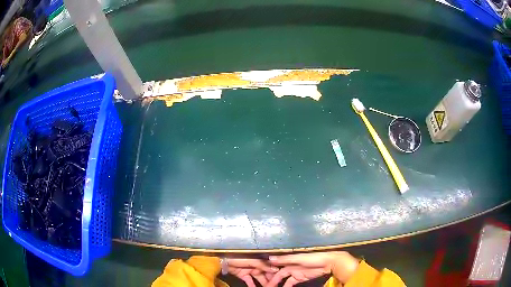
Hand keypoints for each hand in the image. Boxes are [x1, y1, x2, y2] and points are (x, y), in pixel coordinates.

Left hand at [226, 258, 278, 286]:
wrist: (221, 260)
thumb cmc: (237, 257)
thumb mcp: (251, 260)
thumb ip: (263, 265)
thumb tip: (275, 269)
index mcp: (259, 259)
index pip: (270, 266)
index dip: (275, 272)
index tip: (282, 277)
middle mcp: (256, 264)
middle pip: (265, 273)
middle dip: (271, 279)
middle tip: (275, 285)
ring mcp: (249, 270)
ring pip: (259, 278)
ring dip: (264, 283)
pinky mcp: (243, 275)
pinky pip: (250, 281)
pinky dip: (253, 285)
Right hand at [266, 251, 359, 286]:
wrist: (329, 262)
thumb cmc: (314, 258)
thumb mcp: (299, 258)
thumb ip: (285, 259)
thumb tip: (269, 258)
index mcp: (289, 260)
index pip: (275, 267)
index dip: (268, 273)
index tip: (261, 279)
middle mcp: (290, 266)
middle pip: (278, 274)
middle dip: (271, 281)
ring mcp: (296, 272)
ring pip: (283, 279)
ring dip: (278, 284)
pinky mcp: (301, 277)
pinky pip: (290, 283)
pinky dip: (286, 286)